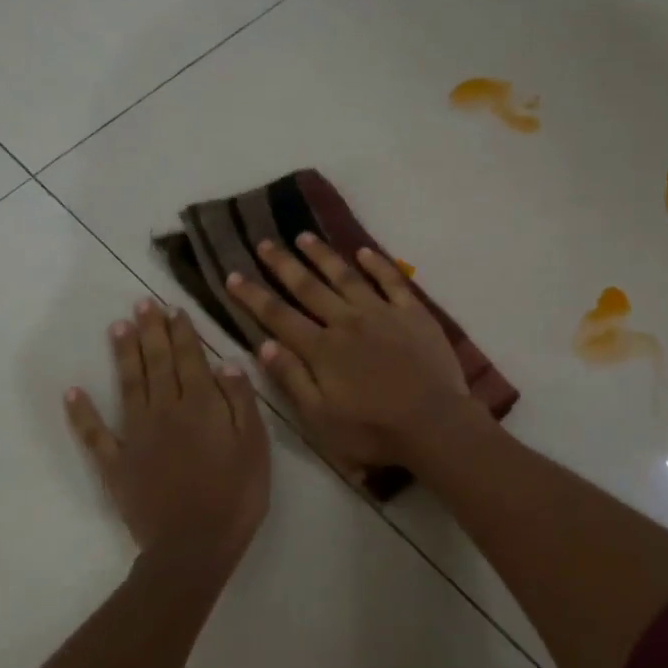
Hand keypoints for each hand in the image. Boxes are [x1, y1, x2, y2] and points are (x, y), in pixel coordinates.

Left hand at [66, 299, 268, 569]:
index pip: (190, 358)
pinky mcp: (116, 463)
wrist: (194, 547)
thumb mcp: (255, 447)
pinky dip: (82, 412)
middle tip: (142, 303)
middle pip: (157, 363)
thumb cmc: (236, 496)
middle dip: (151, 331)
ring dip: (123, 354)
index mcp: (200, 405)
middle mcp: (165, 410)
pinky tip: (73, 390)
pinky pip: (95, 434)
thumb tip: (226, 362)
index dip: (182, 332)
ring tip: (117, 326)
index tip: (173, 308)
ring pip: (128, 385)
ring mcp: (136, 435)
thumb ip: (240, 402)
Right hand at [225, 235, 481, 473]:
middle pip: (308, 287)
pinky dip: (377, 264)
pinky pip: (392, 281)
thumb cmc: (373, 431)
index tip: (233, 275)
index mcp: (321, 349)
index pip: (278, 316)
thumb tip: (263, 344)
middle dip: (283, 264)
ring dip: (323, 255)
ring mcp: (382, 313)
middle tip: (264, 241)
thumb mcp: (319, 418)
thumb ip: (291, 378)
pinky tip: (364, 251)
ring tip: (304, 236)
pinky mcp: (413, 313)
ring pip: (346, 276)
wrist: (434, 425)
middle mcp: (347, 322)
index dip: (253, 295)